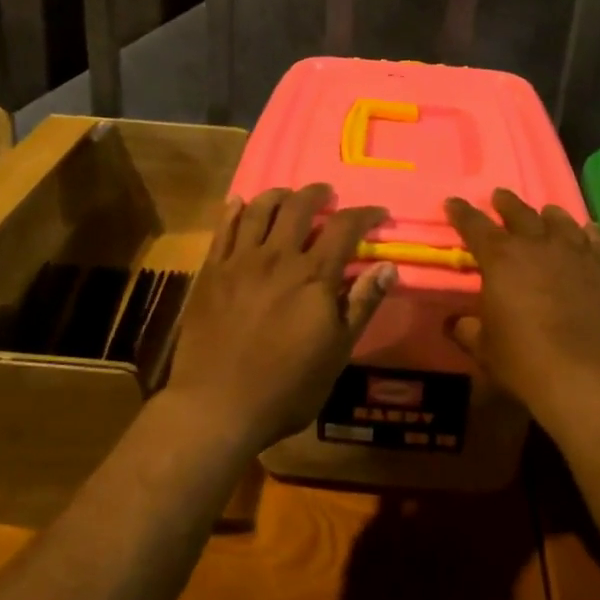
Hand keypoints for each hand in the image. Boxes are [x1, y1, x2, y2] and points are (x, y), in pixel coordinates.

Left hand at [164, 184, 395, 453]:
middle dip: (318, 194)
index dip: (364, 214)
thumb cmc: (287, 387)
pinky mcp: (211, 272)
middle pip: (299, 207)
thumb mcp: (337, 352)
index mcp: (314, 276)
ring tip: (288, 195)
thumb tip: (388, 266)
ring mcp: (240, 261)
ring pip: (259, 210)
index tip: (377, 213)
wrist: (217, 405)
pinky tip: (238, 202)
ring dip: (278, 195)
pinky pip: (223, 229)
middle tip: (328, 195)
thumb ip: (362, 305)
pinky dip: (233, 210)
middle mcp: (278, 257)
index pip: (344, 227)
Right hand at [444, 189, 599, 420]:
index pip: (475, 225)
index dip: (461, 213)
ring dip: (549, 215)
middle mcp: (538, 245)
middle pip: (519, 213)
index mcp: (501, 259)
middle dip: (506, 204)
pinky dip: (589, 234)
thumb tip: (455, 323)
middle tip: (499, 197)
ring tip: (546, 212)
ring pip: (561, 221)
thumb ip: (468, 330)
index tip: (453, 202)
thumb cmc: (527, 362)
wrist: (592, 378)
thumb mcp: (485, 350)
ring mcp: (578, 253)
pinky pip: (597, 241)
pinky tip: (589, 233)